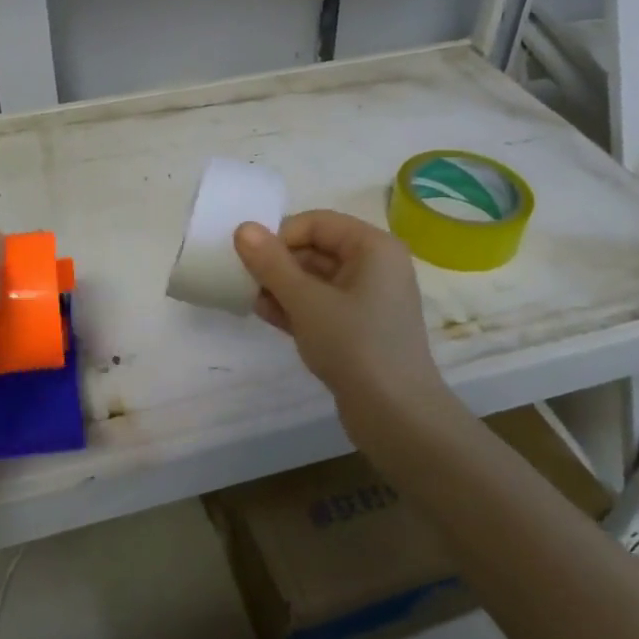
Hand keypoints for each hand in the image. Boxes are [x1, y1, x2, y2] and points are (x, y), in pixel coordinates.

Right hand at [234, 211, 445, 405]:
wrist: (396, 415)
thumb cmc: (354, 345)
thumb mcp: (306, 301)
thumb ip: (272, 263)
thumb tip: (243, 228)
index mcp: (374, 247)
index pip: (317, 223)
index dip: (281, 236)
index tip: (252, 260)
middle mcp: (376, 266)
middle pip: (317, 249)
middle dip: (279, 264)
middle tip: (245, 281)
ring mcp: (369, 299)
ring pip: (316, 280)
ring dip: (282, 287)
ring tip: (252, 300)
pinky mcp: (360, 328)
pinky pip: (323, 305)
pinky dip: (296, 307)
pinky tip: (267, 315)